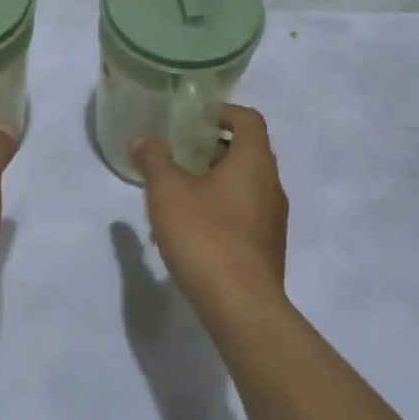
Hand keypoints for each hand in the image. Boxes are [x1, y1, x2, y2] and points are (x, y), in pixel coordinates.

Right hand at [133, 105, 287, 319]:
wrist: (241, 306)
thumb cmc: (205, 236)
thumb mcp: (168, 192)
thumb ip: (154, 158)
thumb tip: (145, 138)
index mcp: (254, 162)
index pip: (248, 119)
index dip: (222, 113)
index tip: (193, 121)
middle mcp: (271, 185)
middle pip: (247, 152)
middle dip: (212, 149)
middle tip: (179, 156)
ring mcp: (273, 219)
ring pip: (244, 185)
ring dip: (214, 182)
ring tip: (177, 196)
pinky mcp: (267, 248)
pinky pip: (244, 214)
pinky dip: (220, 210)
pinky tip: (190, 231)